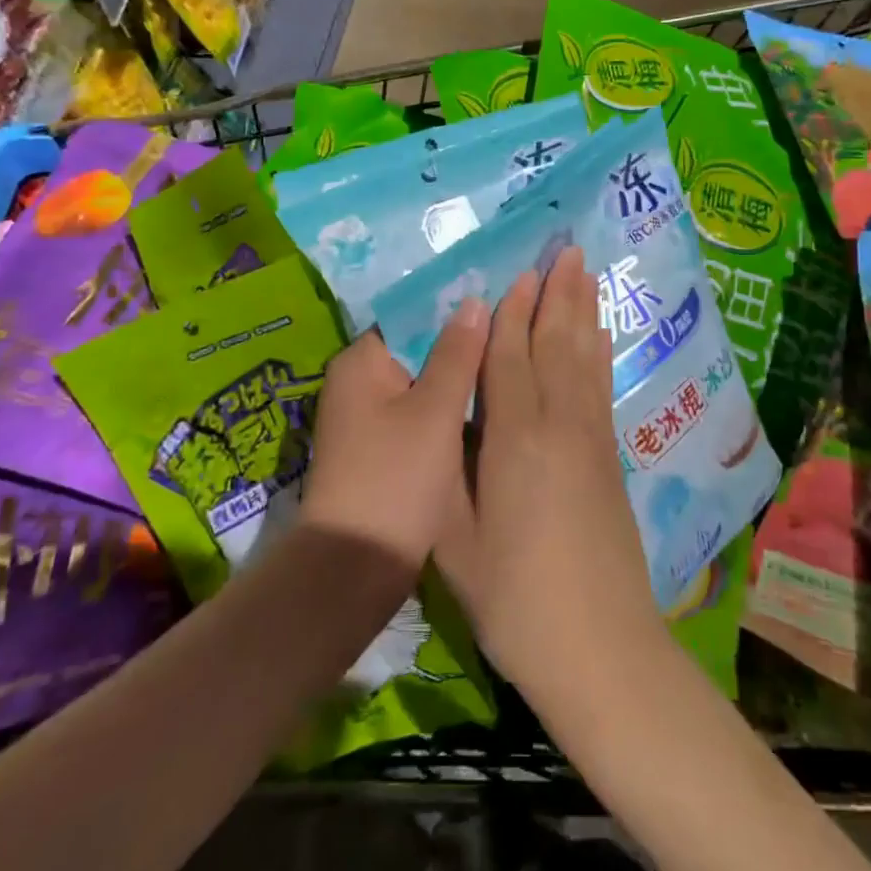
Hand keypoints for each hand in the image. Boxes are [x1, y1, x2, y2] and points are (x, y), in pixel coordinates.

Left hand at [300, 306, 488, 579]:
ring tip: (511, 363)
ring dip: (458, 378)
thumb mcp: (435, 412)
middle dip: (463, 343)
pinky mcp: (379, 450)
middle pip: (418, 348)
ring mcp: (367, 418)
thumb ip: (457, 354)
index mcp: (361, 361)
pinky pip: (418, 414)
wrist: (354, 571)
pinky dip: (447, 410)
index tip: (502, 300)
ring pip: (422, 383)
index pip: (413, 314)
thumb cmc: (394, 480)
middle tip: (516, 331)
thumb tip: (473, 301)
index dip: (456, 307)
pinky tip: (486, 408)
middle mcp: (357, 382)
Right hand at [435, 249, 663, 697]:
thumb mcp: (455, 537)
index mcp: (514, 437)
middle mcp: (558, 423)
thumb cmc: (513, 598)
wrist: (600, 647)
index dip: (512, 312)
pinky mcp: (610, 458)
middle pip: (556, 342)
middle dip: (558, 294)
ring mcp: (591, 438)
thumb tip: (443, 417)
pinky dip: (599, 352)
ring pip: (584, 357)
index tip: (518, 272)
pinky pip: (601, 386)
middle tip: (566, 249)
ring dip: (583, 312)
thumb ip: (450, 468)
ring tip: (585, 273)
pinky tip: (600, 337)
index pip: (509, 356)